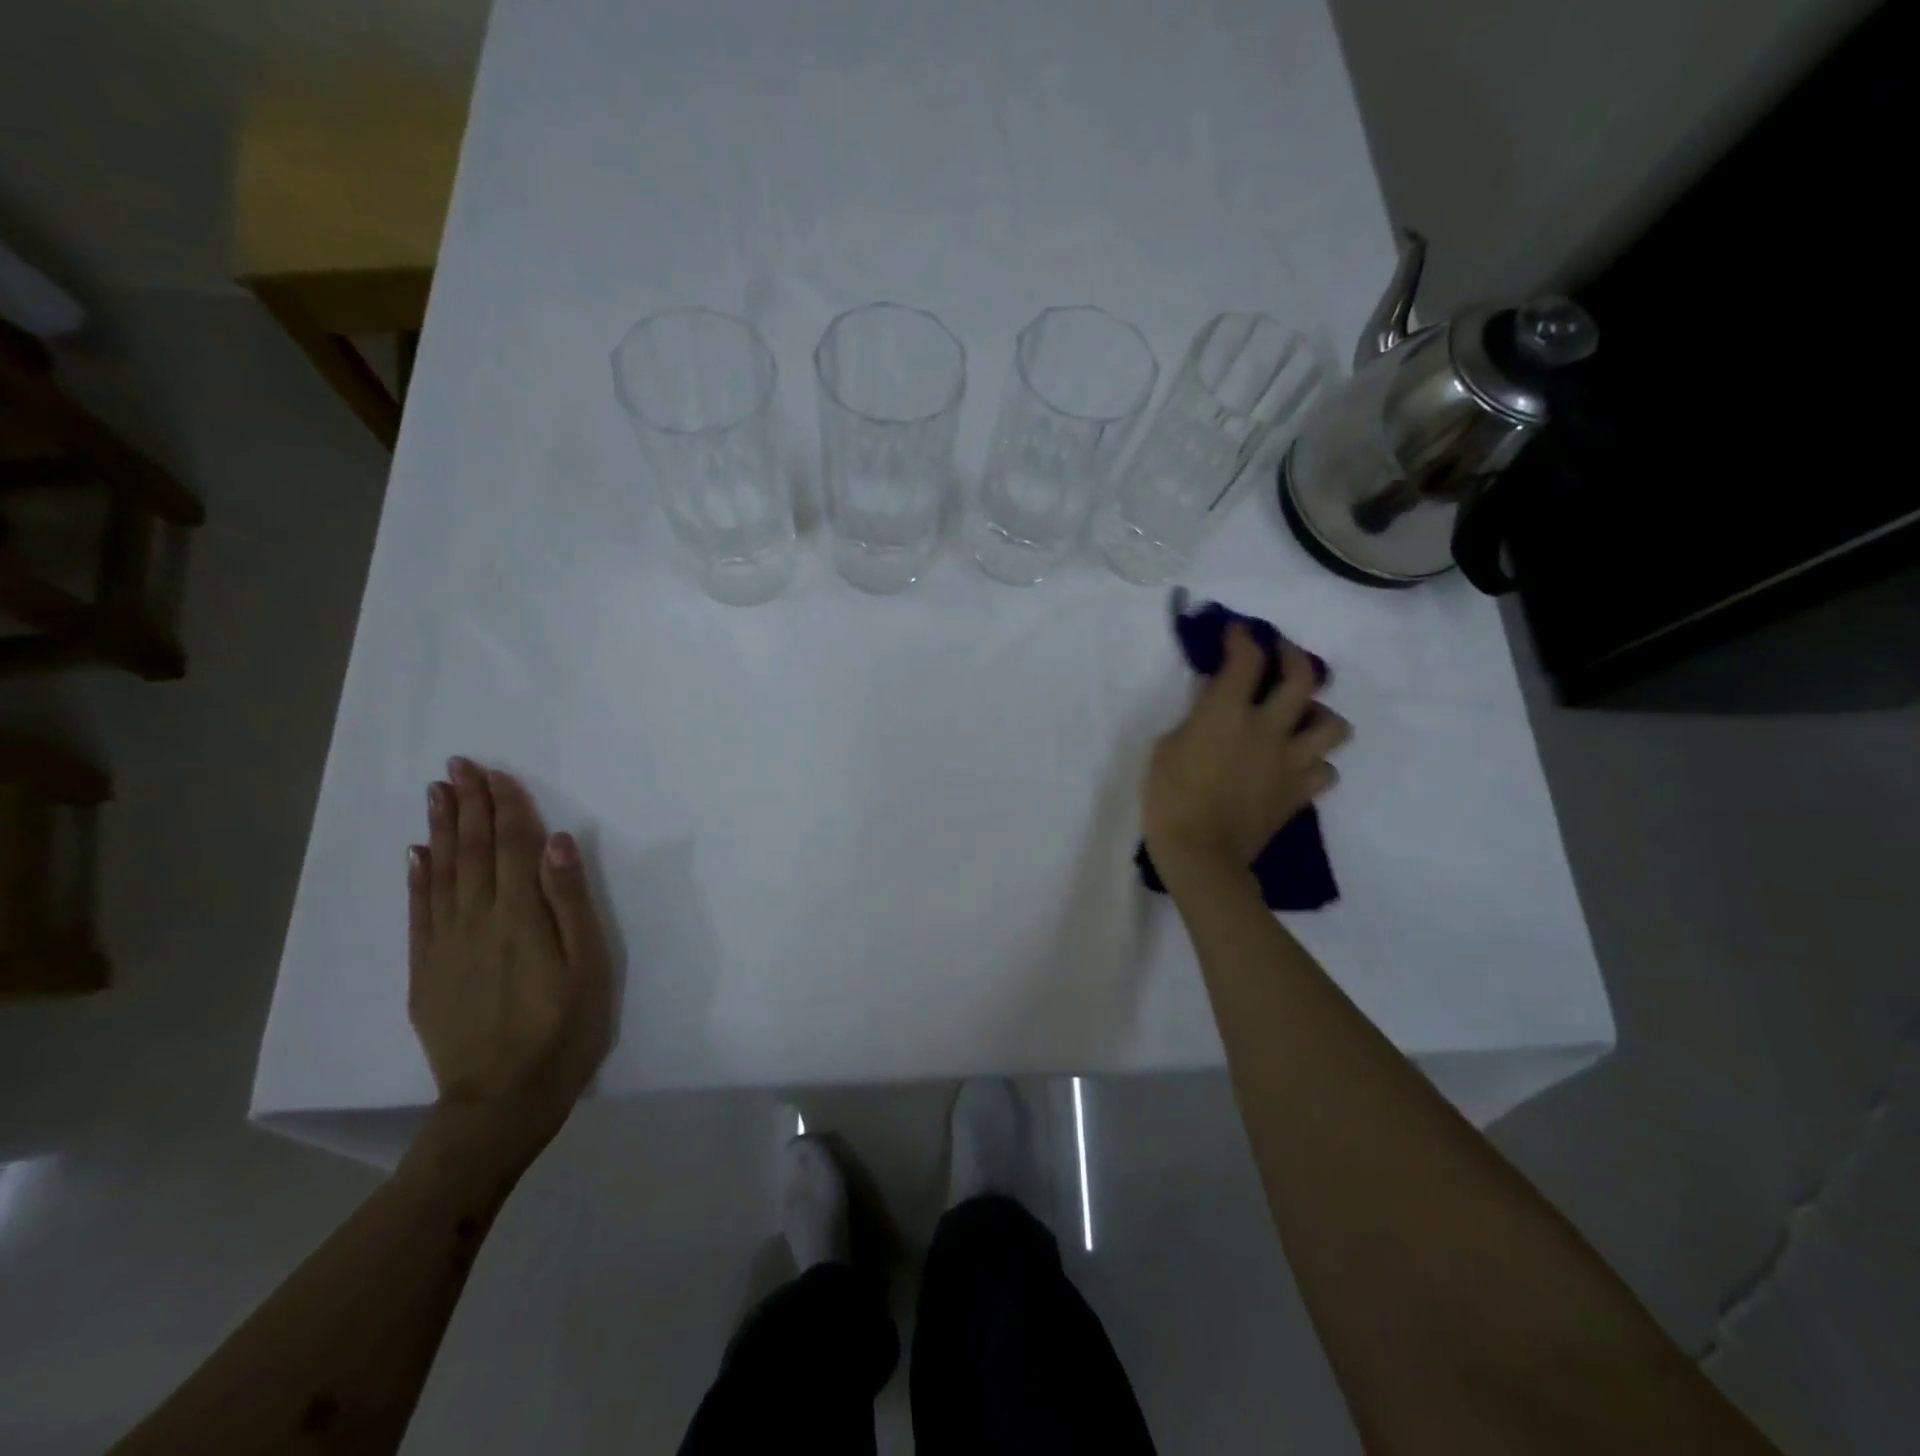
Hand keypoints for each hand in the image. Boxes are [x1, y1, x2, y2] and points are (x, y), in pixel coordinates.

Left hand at [407, 758, 612, 1171]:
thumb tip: (557, 842)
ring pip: (441, 873)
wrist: (501, 1101)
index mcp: (521, 916)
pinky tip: (417, 855)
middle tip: (459, 766)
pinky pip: (418, 912)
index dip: (506, 807)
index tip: (496, 772)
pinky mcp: (426, 971)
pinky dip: (417, 878)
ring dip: (441, 830)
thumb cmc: (564, 1030)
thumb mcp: (590, 966)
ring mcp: (444, 946)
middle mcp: (477, 920)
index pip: (513, 846)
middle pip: (473, 851)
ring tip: (437, 794)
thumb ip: (572, 901)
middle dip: (469, 806)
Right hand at [1144, 625, 1350, 879]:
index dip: (1243, 638)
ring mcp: (1290, 762)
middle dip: (1293, 656)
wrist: (1201, 855)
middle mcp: (1268, 729)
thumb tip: (1213, 708)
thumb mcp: (1166, 748)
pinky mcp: (1300, 793)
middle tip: (1282, 655)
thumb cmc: (1170, 799)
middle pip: (1302, 678)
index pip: (1245, 660)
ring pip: (1332, 725)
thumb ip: (1196, 721)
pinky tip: (1297, 765)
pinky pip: (1326, 770)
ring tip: (1301, 718)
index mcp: (1227, 714)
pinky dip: (1315, 764)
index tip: (1238, 632)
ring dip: (1319, 715)